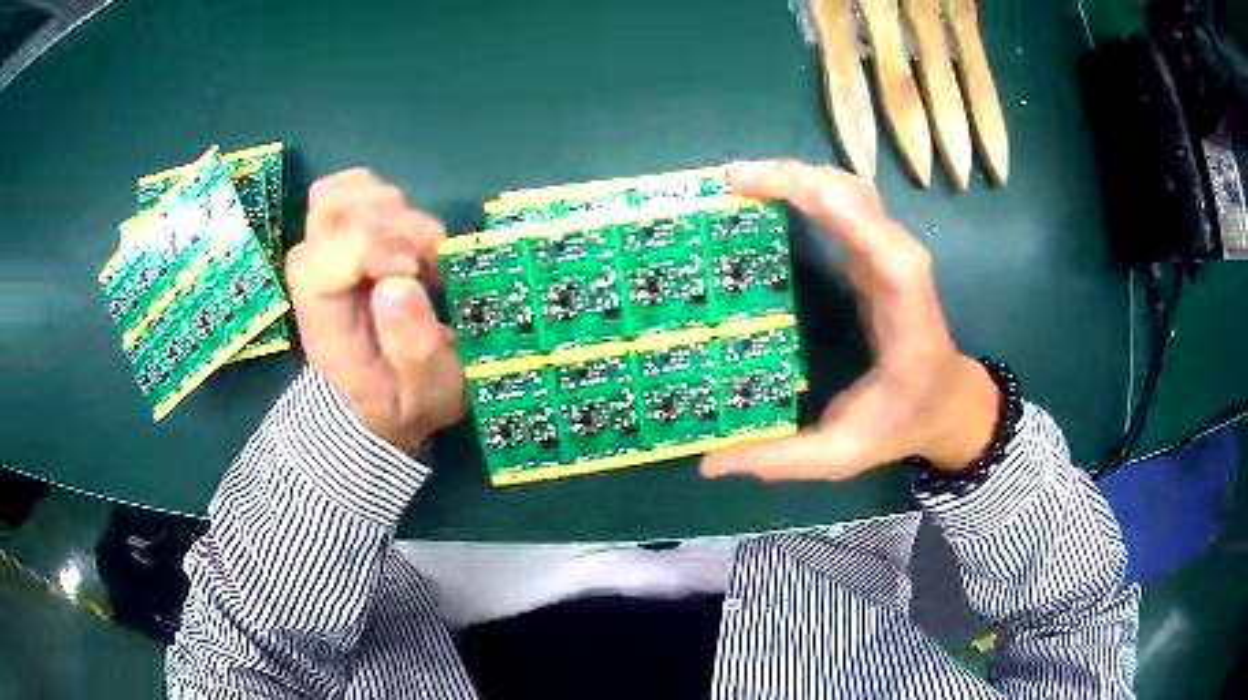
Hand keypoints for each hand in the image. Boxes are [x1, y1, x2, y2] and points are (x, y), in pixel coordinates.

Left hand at [286, 170, 465, 452]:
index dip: (374, 247)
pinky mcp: (342, 239)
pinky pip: (352, 191)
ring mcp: (325, 252)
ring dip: (393, 209)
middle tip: (429, 259)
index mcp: (326, 319)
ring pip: (340, 193)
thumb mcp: (427, 392)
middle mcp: (315, 276)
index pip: (326, 256)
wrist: (381, 403)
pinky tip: (407, 235)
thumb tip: (401, 282)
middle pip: (330, 211)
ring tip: (422, 249)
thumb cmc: (405, 400)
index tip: (419, 273)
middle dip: (391, 223)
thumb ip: (415, 347)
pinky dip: (385, 199)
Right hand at [702, 161, 998, 480]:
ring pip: (851, 189)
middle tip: (731, 181)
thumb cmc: (902, 423)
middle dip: (796, 177)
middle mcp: (903, 268)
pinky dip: (808, 186)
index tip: (769, 193)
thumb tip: (708, 464)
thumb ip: (782, 461)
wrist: (947, 401)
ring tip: (741, 180)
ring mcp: (891, 253)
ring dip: (799, 173)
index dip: (834, 210)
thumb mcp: (843, 455)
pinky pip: (845, 202)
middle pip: (858, 198)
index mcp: (906, 315)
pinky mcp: (877, 251)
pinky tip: (770, 191)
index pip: (882, 247)